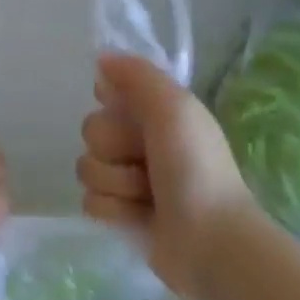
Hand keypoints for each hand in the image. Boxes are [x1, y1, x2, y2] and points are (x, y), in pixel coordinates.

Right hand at [76, 52, 253, 296]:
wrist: (212, 241)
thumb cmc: (195, 168)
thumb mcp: (174, 107)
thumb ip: (137, 75)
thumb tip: (101, 59)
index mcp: (156, 113)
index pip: (108, 93)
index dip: (113, 104)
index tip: (128, 114)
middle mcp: (140, 141)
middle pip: (91, 130)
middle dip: (114, 148)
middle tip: (146, 162)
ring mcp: (129, 180)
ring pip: (87, 166)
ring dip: (116, 182)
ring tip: (147, 195)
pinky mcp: (121, 214)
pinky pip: (90, 201)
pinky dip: (113, 209)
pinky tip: (138, 216)